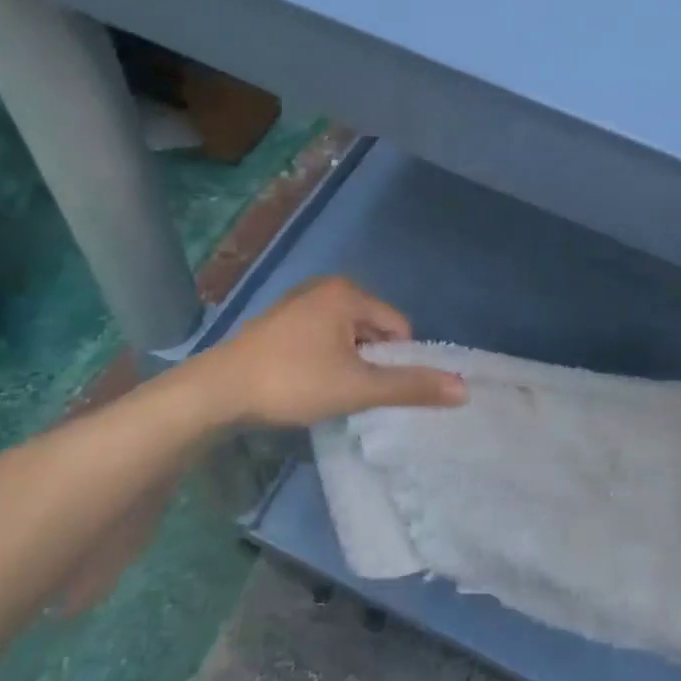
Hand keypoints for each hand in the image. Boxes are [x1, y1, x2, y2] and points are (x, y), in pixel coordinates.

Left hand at [197, 276, 465, 426]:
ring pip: (346, 335)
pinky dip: (323, 358)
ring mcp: (297, 303)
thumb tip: (464, 389)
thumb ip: (411, 386)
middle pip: (373, 328)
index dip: (396, 362)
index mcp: (348, 293)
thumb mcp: (358, 387)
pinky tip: (305, 382)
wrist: (217, 392)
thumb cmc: (293, 382)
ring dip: (347, 362)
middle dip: (370, 361)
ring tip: (326, 390)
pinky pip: (320, 337)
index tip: (373, 389)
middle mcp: (324, 288)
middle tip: (350, 392)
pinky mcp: (278, 321)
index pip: (399, 326)